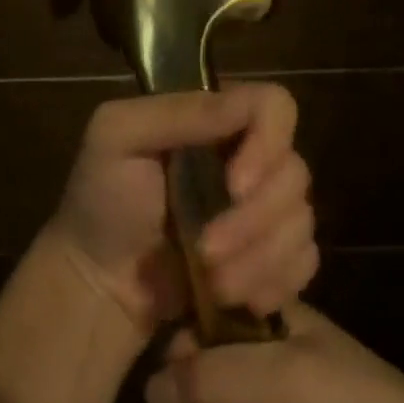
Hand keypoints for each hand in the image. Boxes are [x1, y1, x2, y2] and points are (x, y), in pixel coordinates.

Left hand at [41, 84, 317, 340]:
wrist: (98, 281)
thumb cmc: (100, 200)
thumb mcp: (116, 138)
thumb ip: (176, 112)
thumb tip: (242, 104)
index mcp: (216, 120)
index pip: (275, 107)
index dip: (268, 144)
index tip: (234, 186)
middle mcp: (250, 157)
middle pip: (295, 174)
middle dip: (252, 222)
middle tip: (205, 250)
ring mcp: (265, 209)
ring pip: (302, 223)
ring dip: (258, 260)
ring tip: (214, 282)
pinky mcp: (272, 256)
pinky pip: (305, 263)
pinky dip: (276, 283)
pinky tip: (241, 298)